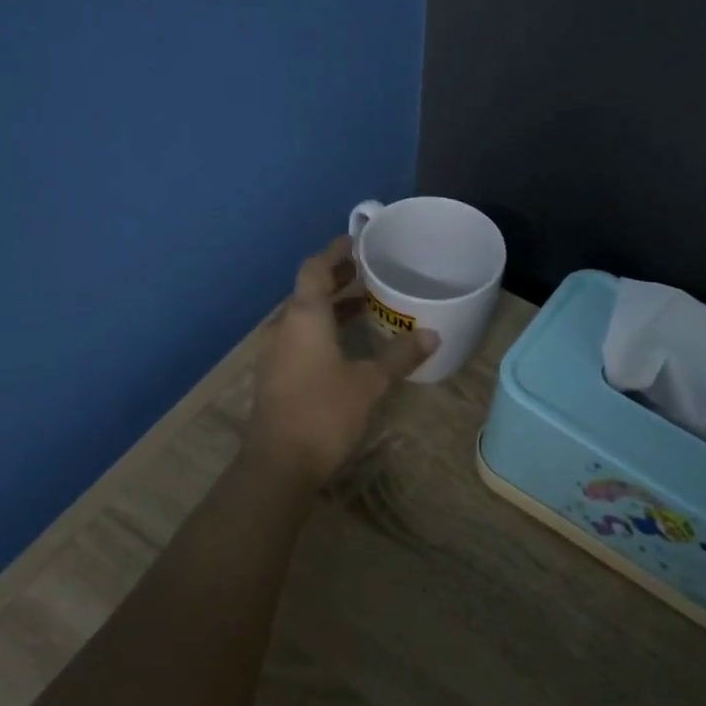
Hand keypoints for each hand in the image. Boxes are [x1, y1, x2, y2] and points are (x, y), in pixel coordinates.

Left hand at [242, 236, 439, 489]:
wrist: (278, 464)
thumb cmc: (324, 413)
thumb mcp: (369, 383)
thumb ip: (399, 356)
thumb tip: (431, 335)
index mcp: (304, 317)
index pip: (315, 268)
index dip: (335, 251)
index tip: (357, 240)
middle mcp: (284, 326)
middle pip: (308, 290)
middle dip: (337, 278)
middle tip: (369, 271)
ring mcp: (274, 352)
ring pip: (303, 315)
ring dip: (330, 306)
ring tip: (364, 304)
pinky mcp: (273, 374)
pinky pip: (298, 337)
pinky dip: (321, 328)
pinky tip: (344, 343)